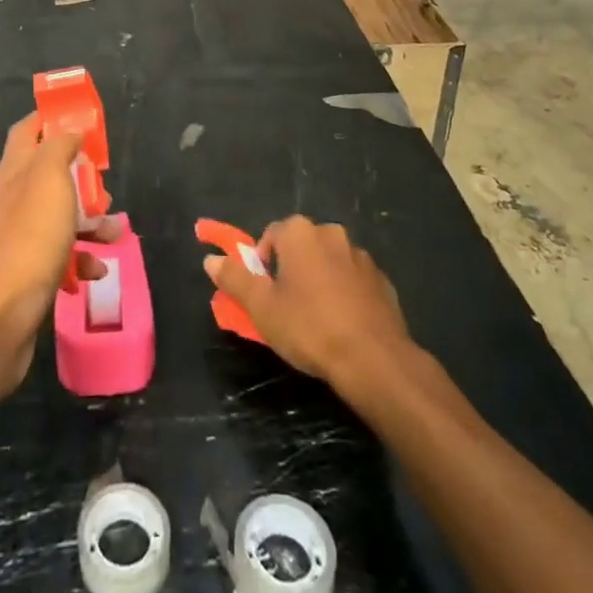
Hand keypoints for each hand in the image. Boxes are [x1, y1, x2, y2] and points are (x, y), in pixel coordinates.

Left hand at [0, 113, 119, 408]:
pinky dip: (80, 261)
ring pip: (59, 217)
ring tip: (116, 232)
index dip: (53, 119)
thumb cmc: (26, 241)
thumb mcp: (48, 179)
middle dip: (82, 177)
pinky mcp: (26, 275)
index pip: (28, 130)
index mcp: (14, 171)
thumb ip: (59, 147)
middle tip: (106, 186)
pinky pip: (59, 258)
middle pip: (49, 174)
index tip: (85, 120)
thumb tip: (69, 128)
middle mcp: (13, 200)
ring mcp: (18, 239)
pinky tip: (96, 272)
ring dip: (89, 221)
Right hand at [203, 216, 409, 388]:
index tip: (265, 293)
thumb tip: (210, 259)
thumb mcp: (262, 307)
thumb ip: (235, 278)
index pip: (272, 234)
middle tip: (286, 305)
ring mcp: (361, 256)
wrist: (374, 359)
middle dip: (292, 269)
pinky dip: (345, 293)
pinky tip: (343, 324)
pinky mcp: (382, 280)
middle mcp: (332, 233)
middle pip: (301, 246)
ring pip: (329, 261)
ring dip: (319, 279)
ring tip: (316, 317)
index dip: (263, 263)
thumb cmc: (310, 327)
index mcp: (300, 233)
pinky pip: (353, 280)